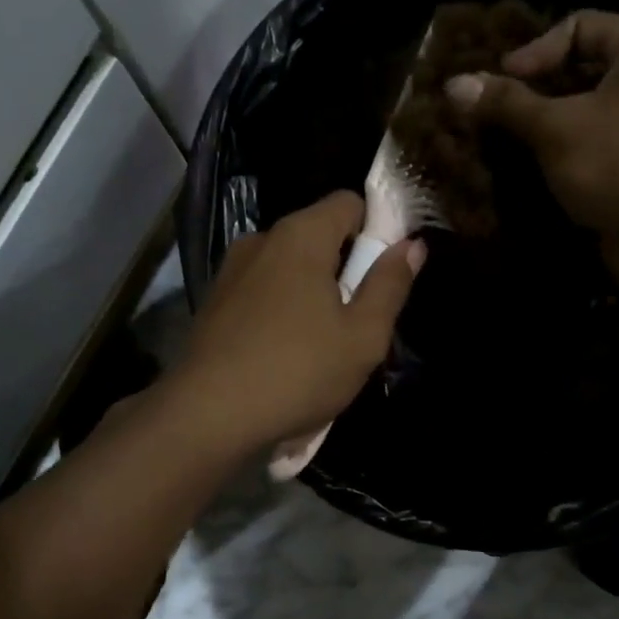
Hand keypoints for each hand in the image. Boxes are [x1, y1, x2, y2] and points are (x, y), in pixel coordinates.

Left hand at [171, 191, 424, 451]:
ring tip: (318, 346)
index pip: (349, 203)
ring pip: (288, 268)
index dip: (375, 230)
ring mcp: (231, 271)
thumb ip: (390, 285)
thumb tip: (411, 245)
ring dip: (310, 293)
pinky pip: (262, 291)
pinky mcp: (213, 301)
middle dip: (343, 268)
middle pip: (318, 235)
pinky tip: (281, 355)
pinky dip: (279, 310)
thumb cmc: (297, 372)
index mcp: (301, 235)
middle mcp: (261, 240)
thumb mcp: (362, 337)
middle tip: (356, 321)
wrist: (207, 415)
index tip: (383, 274)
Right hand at [445, 11, 618, 294]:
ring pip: (588, 108)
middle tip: (492, 114)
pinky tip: (534, 168)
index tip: (495, 87)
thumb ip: (505, 103)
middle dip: (535, 92)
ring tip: (505, 142)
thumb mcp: (556, 128)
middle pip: (583, 67)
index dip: (531, 53)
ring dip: (546, 125)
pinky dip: (567, 150)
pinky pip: (598, 140)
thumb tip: (453, 84)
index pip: (578, 26)